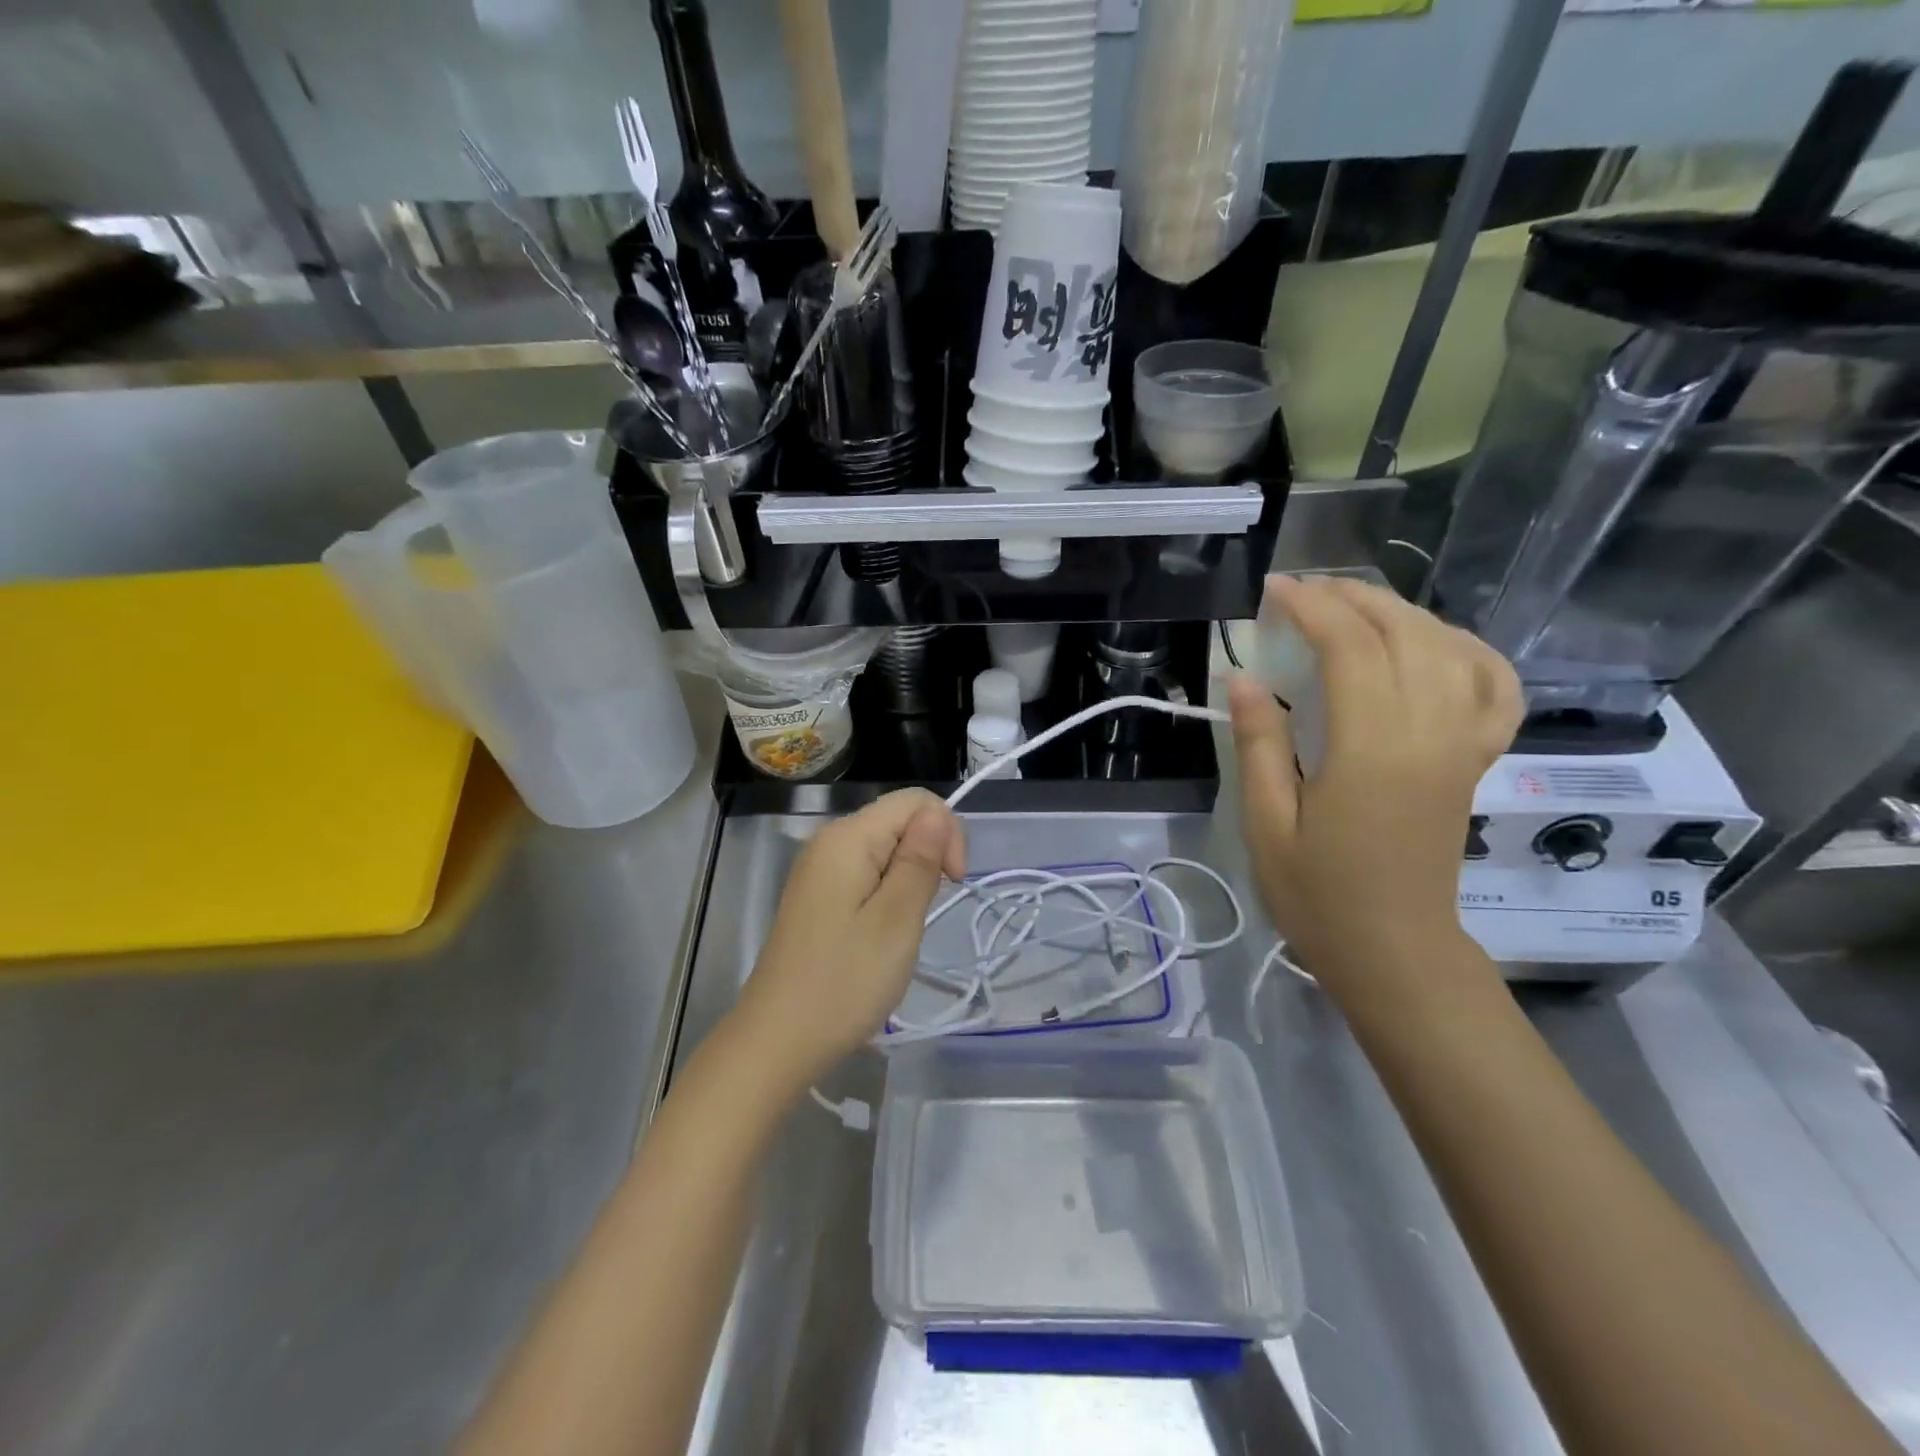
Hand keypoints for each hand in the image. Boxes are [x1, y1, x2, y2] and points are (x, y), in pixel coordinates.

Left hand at [731, 789, 965, 1086]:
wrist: (778, 1040)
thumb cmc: (844, 981)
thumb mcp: (897, 920)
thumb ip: (920, 859)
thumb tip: (938, 813)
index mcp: (847, 837)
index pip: (915, 801)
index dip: (946, 831)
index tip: (953, 883)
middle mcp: (829, 842)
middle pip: (898, 821)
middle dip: (928, 855)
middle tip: (927, 911)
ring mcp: (819, 870)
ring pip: (885, 850)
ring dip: (909, 879)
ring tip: (905, 927)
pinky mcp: (817, 897)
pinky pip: (865, 874)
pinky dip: (888, 894)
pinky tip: (883, 932)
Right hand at [1228, 575, 1521, 997]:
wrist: (1394, 950)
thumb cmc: (1318, 894)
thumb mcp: (1267, 825)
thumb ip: (1259, 745)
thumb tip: (1242, 677)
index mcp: (1372, 750)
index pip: (1351, 648)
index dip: (1311, 607)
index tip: (1272, 590)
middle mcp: (1430, 734)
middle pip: (1404, 633)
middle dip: (1351, 598)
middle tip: (1302, 591)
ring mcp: (1462, 745)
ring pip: (1448, 648)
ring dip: (1399, 612)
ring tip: (1351, 606)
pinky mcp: (1474, 760)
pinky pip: (1493, 687)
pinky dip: (1468, 650)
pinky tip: (1435, 642)